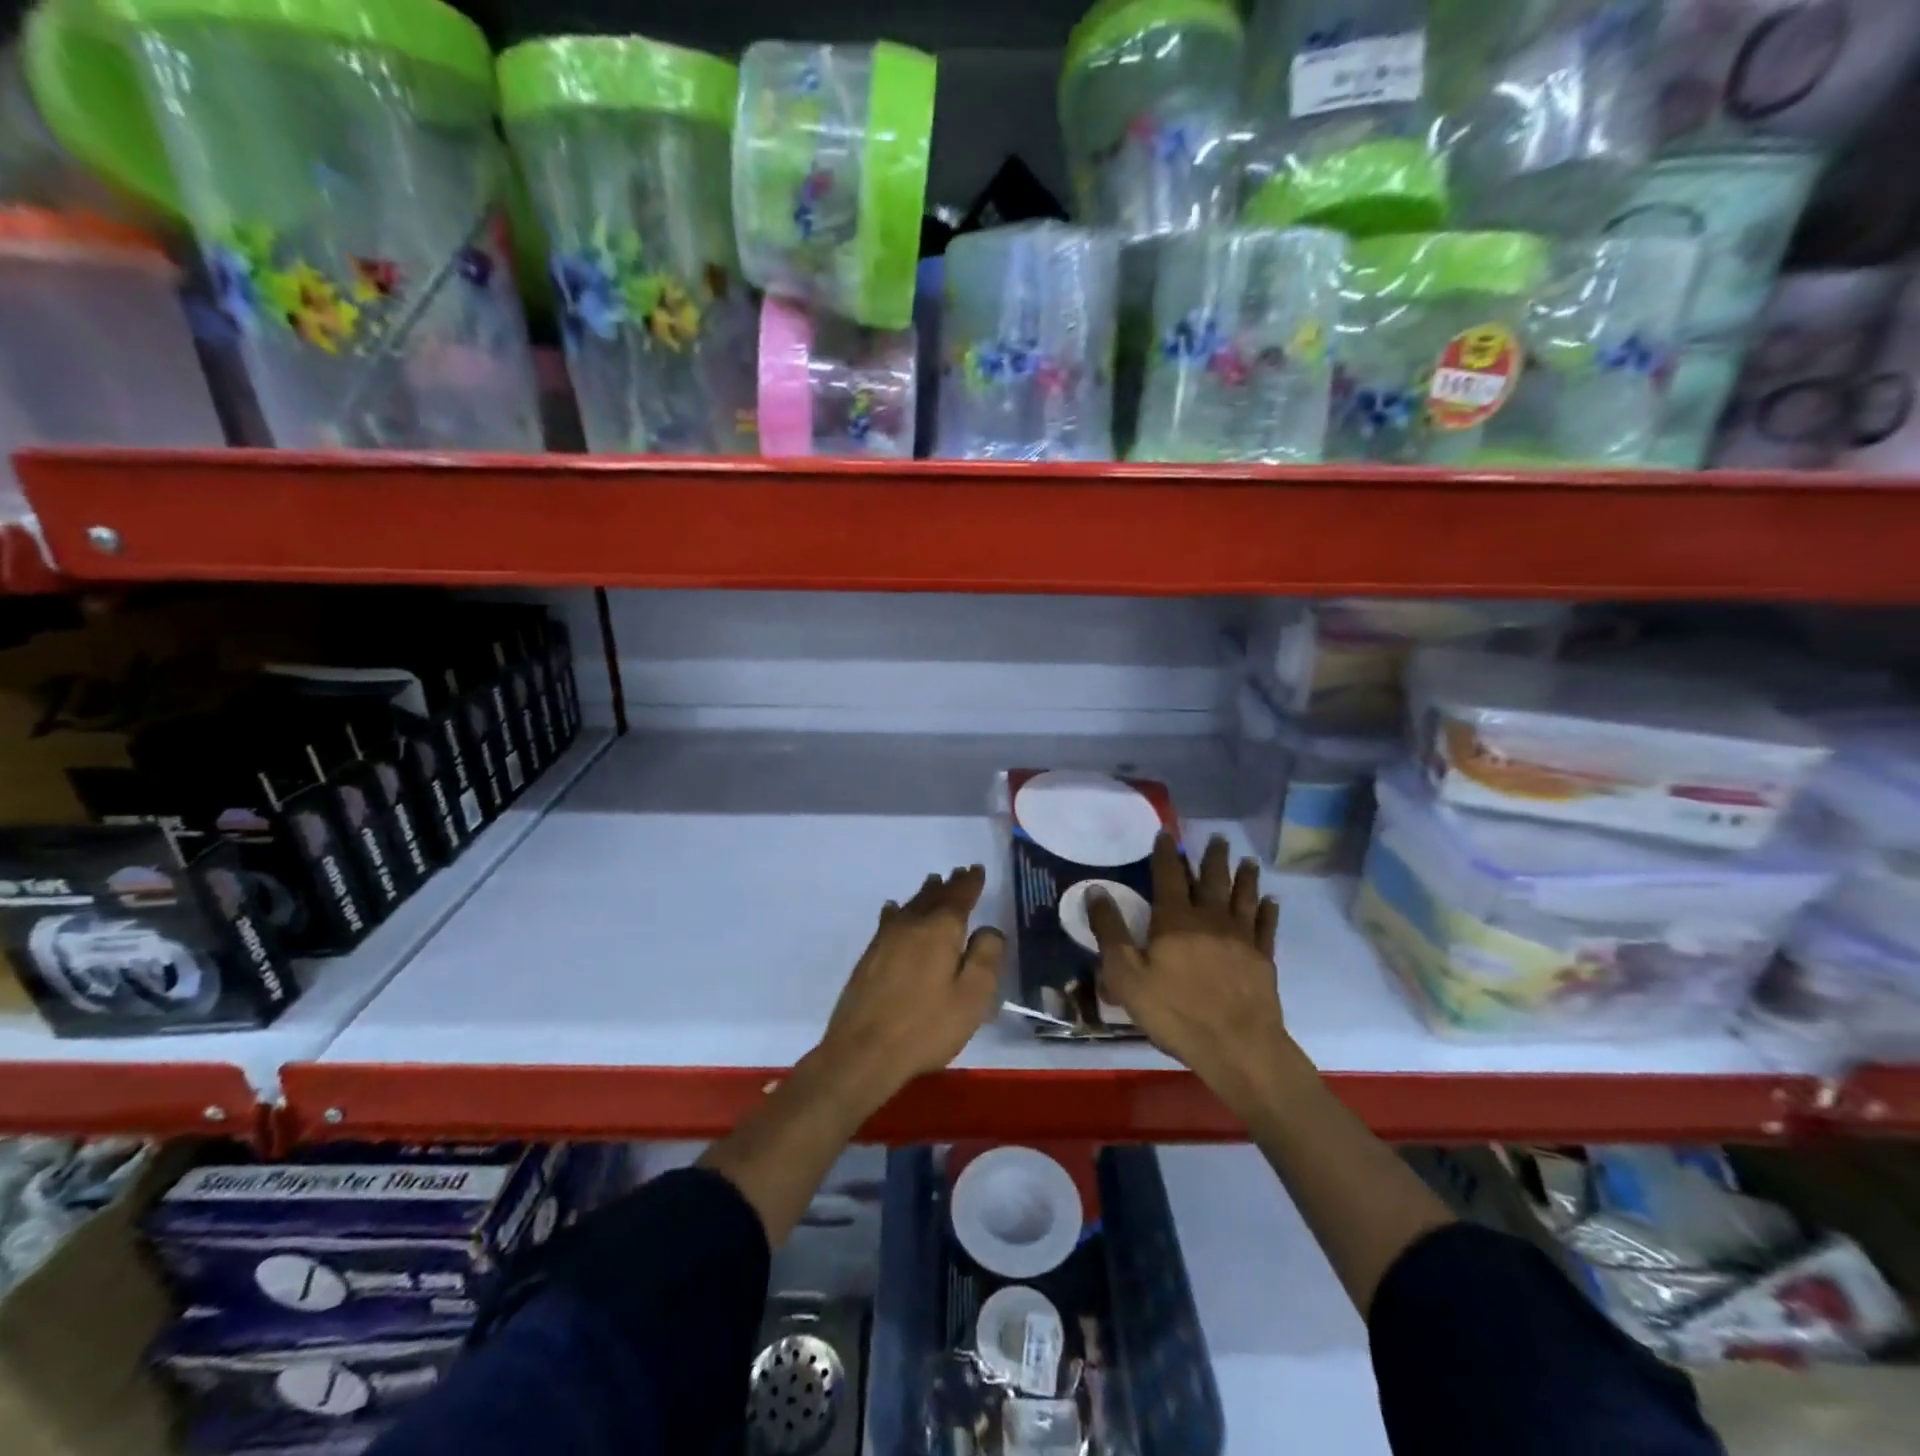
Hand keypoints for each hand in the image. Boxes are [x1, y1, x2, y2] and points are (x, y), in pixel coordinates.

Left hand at [816, 865, 1003, 1113]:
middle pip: (934, 896)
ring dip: (925, 893)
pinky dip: (898, 910)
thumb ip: (986, 957)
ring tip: (933, 882)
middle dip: (949, 884)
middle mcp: (912, 924)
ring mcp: (886, 938)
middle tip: (959, 872)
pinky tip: (893, 909)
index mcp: (941, 930)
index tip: (976, 869)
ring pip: (911, 905)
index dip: (970, 883)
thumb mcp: (972, 997)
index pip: (960, 897)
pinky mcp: (870, 956)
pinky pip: (889, 920)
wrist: (863, 1051)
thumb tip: (989, 929)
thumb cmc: (926, 1026)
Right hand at [1089, 834, 1292, 1118]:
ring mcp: (1241, 937)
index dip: (1166, 853)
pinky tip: (1271, 900)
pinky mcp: (1262, 958)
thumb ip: (1110, 931)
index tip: (1166, 834)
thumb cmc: (1175, 1011)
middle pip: (1212, 879)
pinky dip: (1268, 910)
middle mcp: (1210, 919)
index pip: (1169, 875)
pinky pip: (1266, 925)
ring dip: (1244, 876)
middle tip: (1218, 837)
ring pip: (1242, 896)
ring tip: (1247, 860)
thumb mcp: (1126, 976)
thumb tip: (1096, 891)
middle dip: (1213, 857)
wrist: (1238, 1046)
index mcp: (1175, 919)